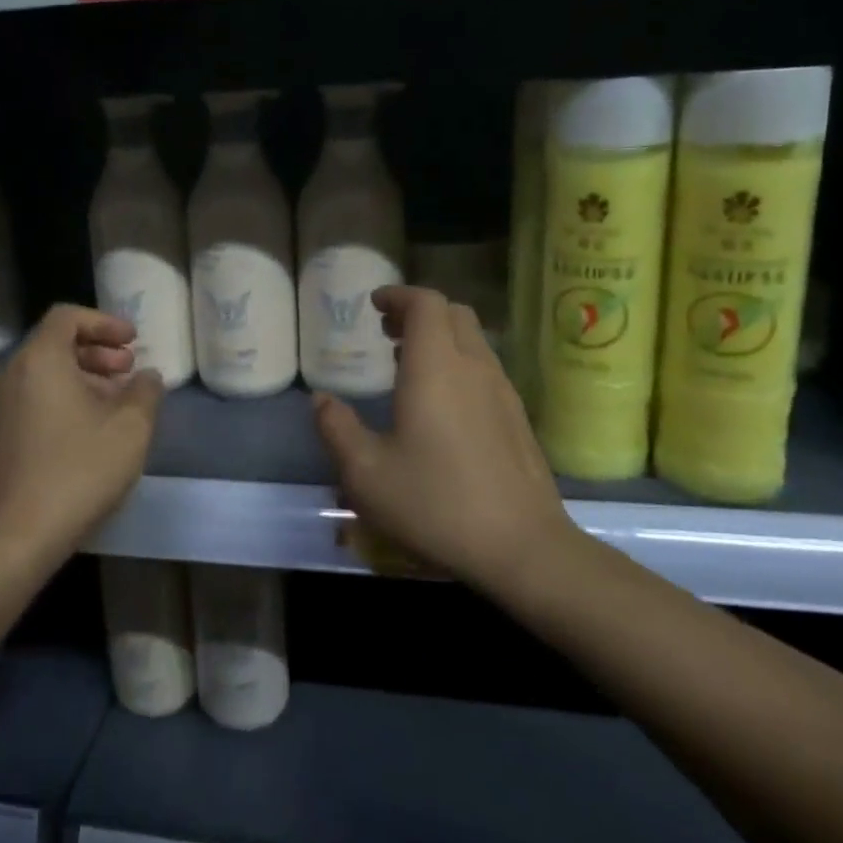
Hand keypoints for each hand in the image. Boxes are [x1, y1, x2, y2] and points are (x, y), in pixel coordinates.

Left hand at [0, 304, 162, 556]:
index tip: (133, 341)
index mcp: (39, 361)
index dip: (104, 322)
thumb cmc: (79, 471)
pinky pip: (33, 399)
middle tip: (129, 370)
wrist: (17, 535)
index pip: (67, 317)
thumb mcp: (131, 428)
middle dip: (97, 351)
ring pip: (44, 374)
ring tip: (117, 401)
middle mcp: (11, 375)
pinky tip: (90, 429)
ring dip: (83, 377)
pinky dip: (63, 398)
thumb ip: (145, 392)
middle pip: (55, 344)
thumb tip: (147, 377)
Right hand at [314, 286, 574, 592]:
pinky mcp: (517, 418)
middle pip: (453, 314)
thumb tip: (320, 400)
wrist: (522, 547)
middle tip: (387, 331)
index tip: (374, 304)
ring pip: (473, 341)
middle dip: (418, 312)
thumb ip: (336, 429)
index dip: (398, 295)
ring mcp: (502, 392)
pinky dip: (458, 363)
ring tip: (407, 364)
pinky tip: (440, 404)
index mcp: (435, 368)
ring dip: (439, 338)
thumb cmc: (435, 504)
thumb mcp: (366, 473)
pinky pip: (485, 368)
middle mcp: (474, 368)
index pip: (425, 304)